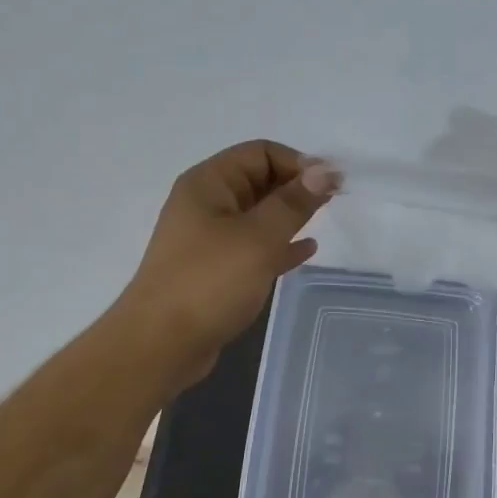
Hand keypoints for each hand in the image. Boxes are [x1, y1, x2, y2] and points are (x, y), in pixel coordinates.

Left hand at [120, 140, 334, 383]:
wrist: (162, 344)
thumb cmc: (209, 282)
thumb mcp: (258, 238)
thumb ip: (293, 203)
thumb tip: (325, 170)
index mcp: (208, 183)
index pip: (260, 153)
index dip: (298, 162)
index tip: (332, 184)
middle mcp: (206, 204)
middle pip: (258, 180)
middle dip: (296, 186)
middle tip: (335, 202)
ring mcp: (209, 239)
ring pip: (257, 215)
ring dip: (290, 215)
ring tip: (324, 221)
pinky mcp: (215, 271)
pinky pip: (254, 247)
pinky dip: (279, 245)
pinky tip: (306, 251)